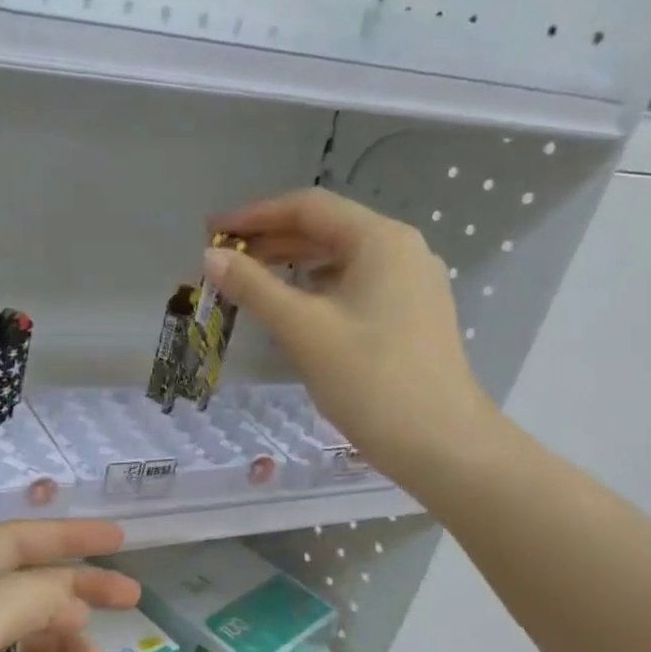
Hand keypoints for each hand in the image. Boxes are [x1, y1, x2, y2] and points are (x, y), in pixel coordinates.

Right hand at [206, 189, 498, 491]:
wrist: (440, 443)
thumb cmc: (369, 378)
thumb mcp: (302, 328)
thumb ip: (253, 287)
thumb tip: (211, 256)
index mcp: (380, 240)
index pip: (308, 208)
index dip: (254, 215)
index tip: (212, 230)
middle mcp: (401, 250)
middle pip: (326, 229)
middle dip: (271, 239)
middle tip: (223, 257)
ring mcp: (411, 283)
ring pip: (340, 258)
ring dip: (292, 264)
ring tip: (248, 279)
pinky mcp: (411, 314)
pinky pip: (354, 284)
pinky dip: (316, 287)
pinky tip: (293, 306)